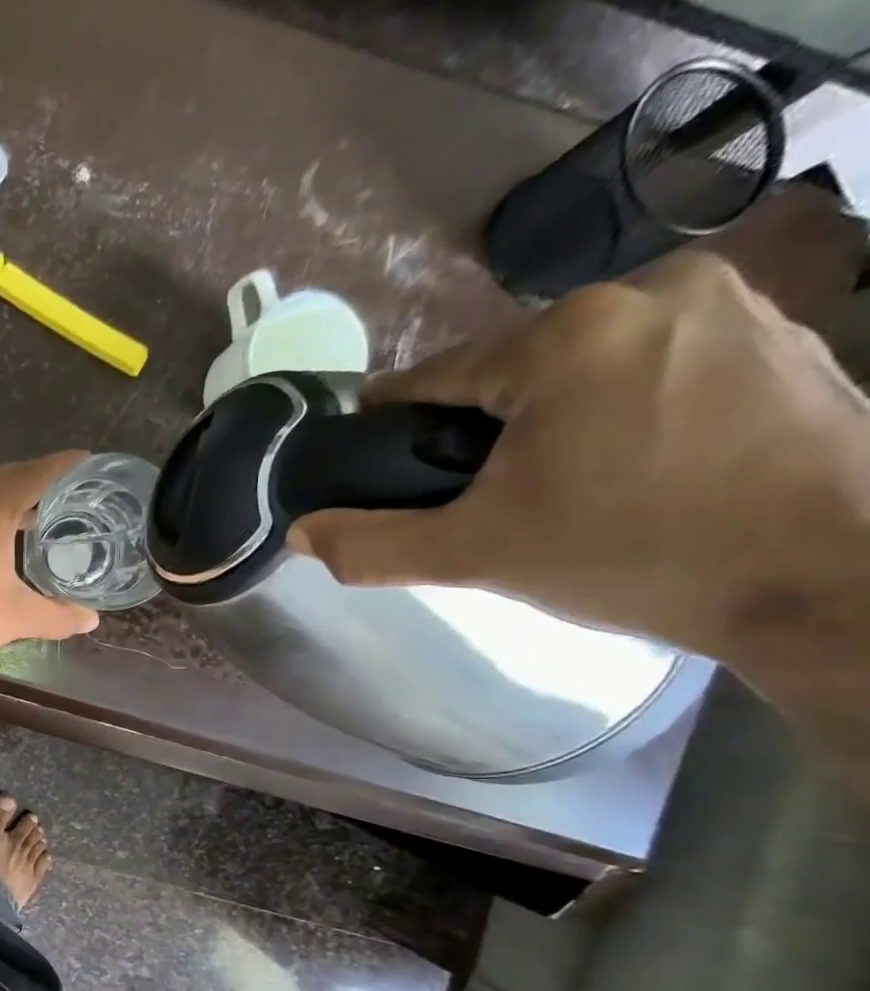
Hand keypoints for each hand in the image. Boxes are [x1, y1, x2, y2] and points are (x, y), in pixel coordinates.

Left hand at [0, 451, 99, 673]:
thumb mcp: (18, 616)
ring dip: (12, 498)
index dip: (63, 466)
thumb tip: (91, 620)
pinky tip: (5, 537)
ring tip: (43, 514)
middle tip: (70, 491)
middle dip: (38, 480)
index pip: (34, 474)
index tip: (88, 461)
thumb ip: (58, 614)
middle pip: (7, 478)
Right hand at [290, 254, 869, 660]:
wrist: (834, 575)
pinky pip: (654, 362)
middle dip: (484, 427)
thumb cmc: (633, 554)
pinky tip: (634, 465)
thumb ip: (371, 545)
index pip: (435, 375)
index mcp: (565, 334)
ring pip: (584, 363)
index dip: (397, 425)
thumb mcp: (476, 556)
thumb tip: (298, 533)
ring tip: (562, 486)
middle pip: (512, 368)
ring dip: (553, 415)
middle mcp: (648, 291)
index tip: (386, 466)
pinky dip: (623, 405)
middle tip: (485, 498)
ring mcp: (728, 302)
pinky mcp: (781, 329)